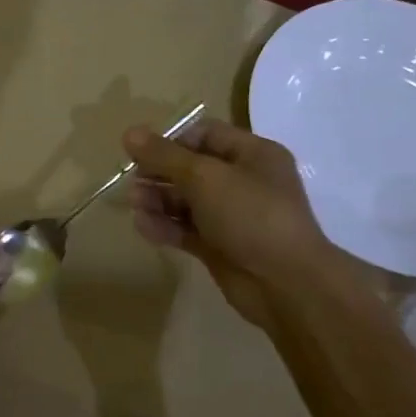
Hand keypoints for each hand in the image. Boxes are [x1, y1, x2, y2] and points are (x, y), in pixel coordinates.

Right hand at [125, 118, 345, 327]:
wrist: (286, 284)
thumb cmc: (251, 215)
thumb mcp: (205, 177)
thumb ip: (164, 156)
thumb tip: (129, 133)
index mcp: (253, 154)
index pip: (205, 135)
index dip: (172, 141)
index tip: (142, 154)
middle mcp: (244, 181)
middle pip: (192, 168)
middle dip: (160, 173)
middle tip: (134, 183)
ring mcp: (232, 216)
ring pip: (187, 201)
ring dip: (158, 200)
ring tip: (135, 205)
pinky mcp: (220, 246)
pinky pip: (187, 229)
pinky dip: (165, 226)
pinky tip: (144, 227)